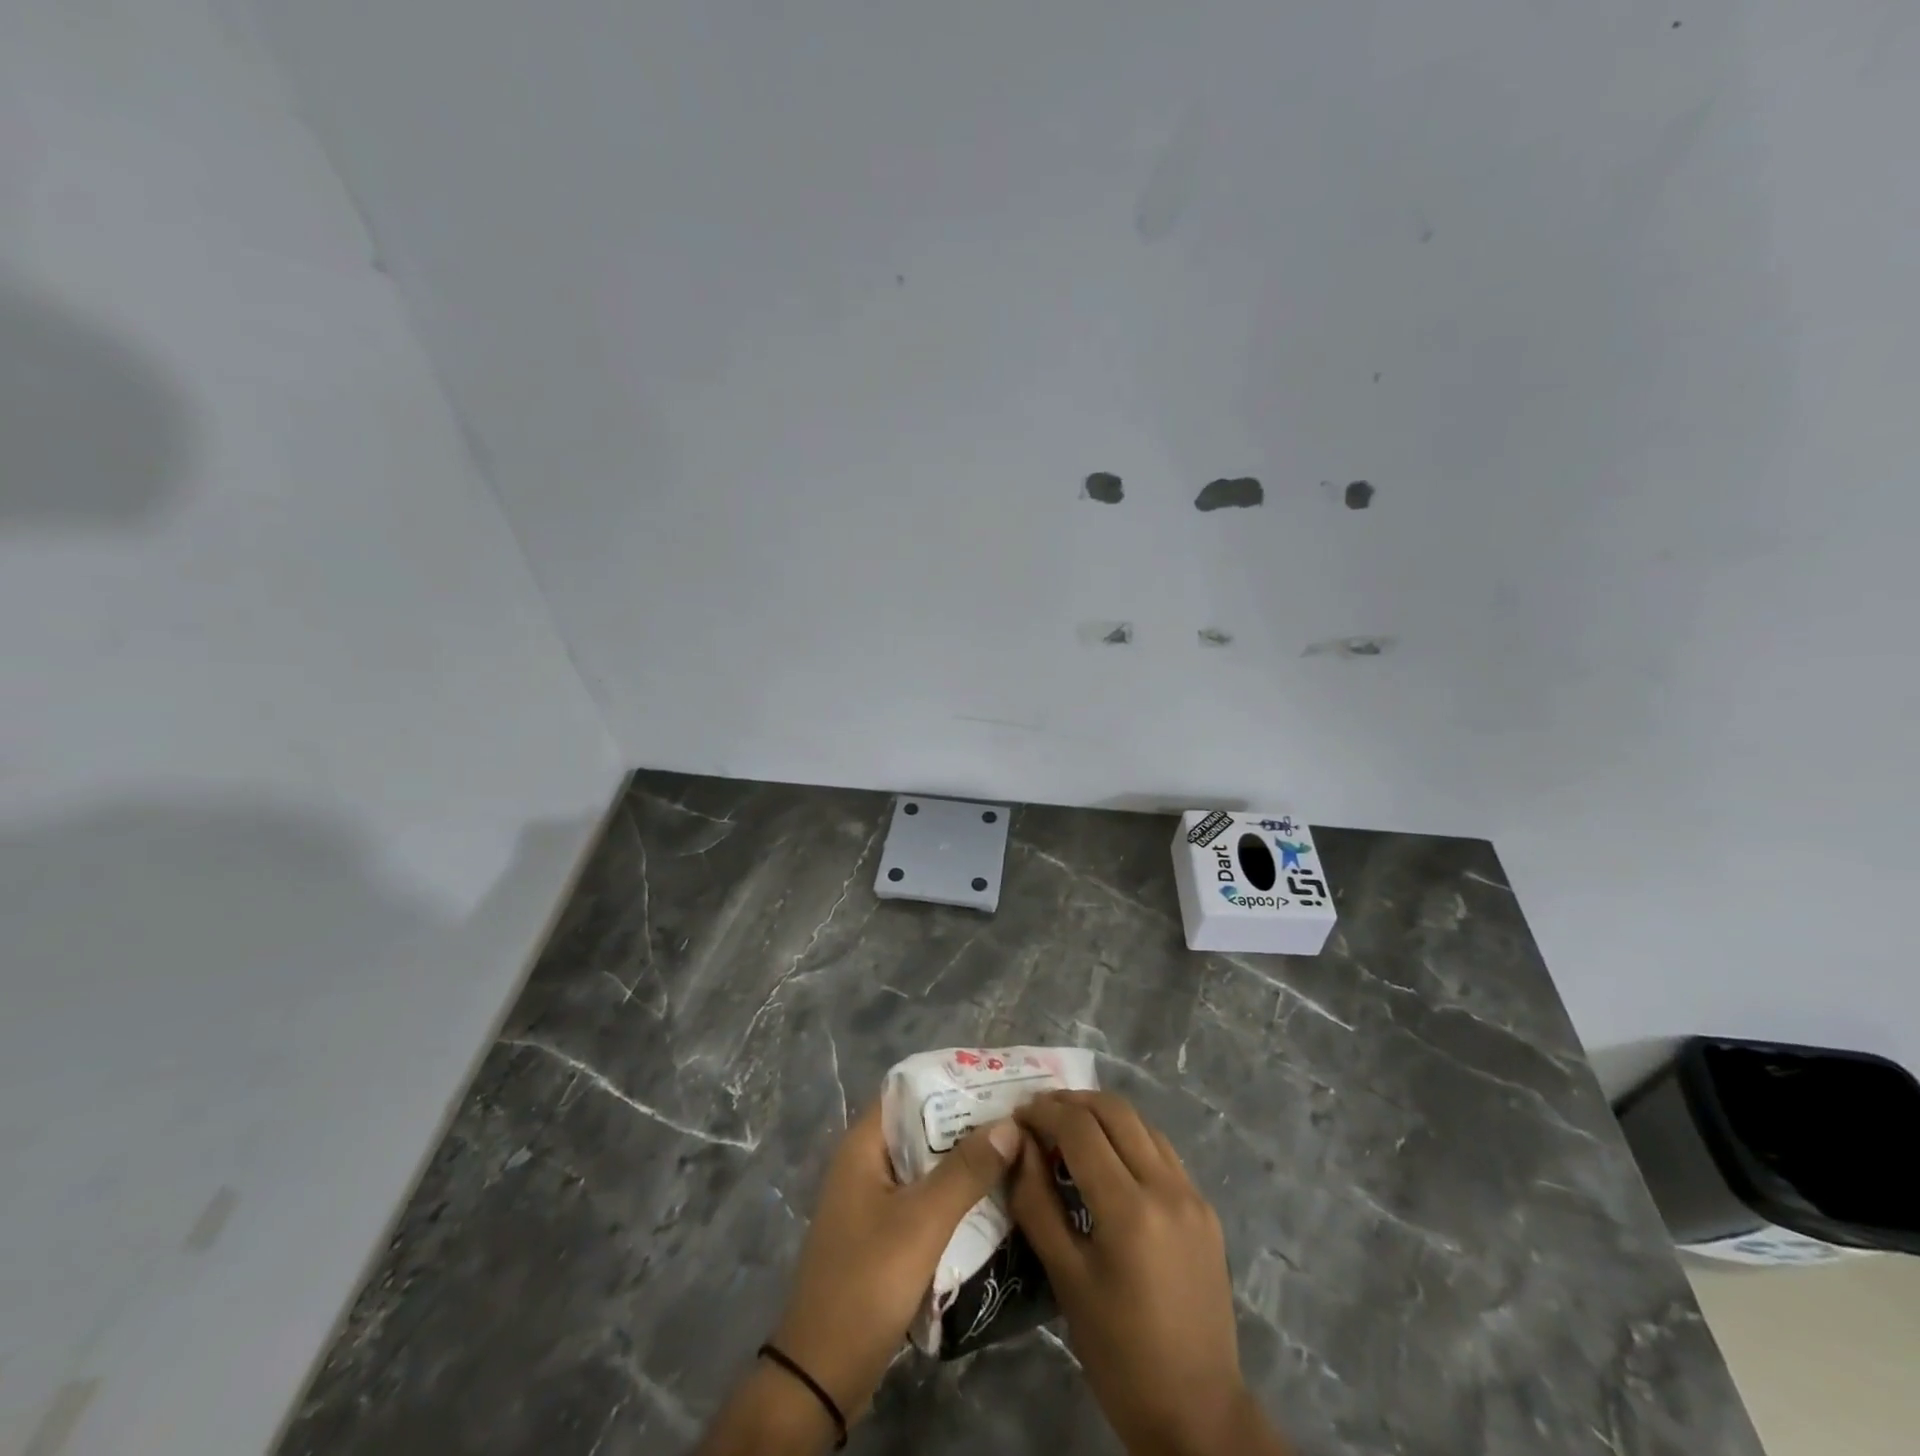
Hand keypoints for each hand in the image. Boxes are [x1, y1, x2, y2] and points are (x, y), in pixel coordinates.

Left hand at [771, 1101, 1020, 1421]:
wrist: (823, 1374)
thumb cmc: (867, 1282)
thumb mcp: (922, 1222)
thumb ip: (966, 1171)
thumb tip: (1010, 1124)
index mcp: (863, 1145)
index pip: (910, 1089)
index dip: (952, 1080)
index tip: (997, 1078)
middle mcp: (865, 1163)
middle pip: (921, 1126)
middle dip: (967, 1121)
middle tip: (1017, 1116)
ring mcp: (873, 1200)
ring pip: (926, 1164)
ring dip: (964, 1159)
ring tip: (1014, 1150)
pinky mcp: (883, 1233)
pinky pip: (924, 1197)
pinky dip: (954, 1193)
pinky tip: (991, 1198)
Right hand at [1010, 1091, 1287, 1455]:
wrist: (1198, 1414)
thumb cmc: (1119, 1354)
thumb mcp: (1066, 1280)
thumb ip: (1038, 1203)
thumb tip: (1019, 1144)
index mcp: (1129, 1208)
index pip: (1079, 1128)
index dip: (1044, 1112)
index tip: (1017, 1114)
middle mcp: (1166, 1187)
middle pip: (1114, 1111)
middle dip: (1072, 1102)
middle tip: (1039, 1114)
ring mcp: (1192, 1195)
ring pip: (1142, 1124)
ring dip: (1103, 1115)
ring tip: (1069, 1131)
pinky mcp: (1205, 1210)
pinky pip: (1163, 1152)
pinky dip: (1130, 1139)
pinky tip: (1110, 1161)